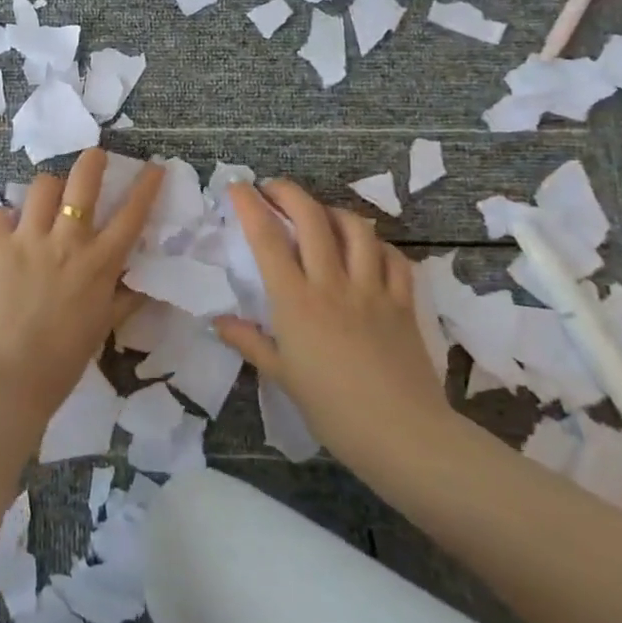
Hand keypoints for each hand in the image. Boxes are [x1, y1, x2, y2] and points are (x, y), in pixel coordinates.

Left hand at [0, 149, 163, 433]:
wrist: (6, 379)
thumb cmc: (61, 362)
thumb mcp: (102, 329)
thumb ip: (123, 300)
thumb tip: (144, 285)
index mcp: (99, 264)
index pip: (131, 214)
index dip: (146, 186)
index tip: (154, 166)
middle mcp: (67, 242)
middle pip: (83, 181)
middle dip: (93, 161)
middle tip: (95, 156)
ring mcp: (28, 239)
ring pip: (42, 187)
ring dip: (48, 189)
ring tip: (46, 201)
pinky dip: (5, 219)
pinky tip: (7, 232)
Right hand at [215, 180, 457, 471]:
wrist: (402, 435)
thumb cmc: (332, 409)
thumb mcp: (282, 376)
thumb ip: (250, 342)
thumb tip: (218, 322)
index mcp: (296, 301)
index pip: (267, 238)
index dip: (249, 205)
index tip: (237, 186)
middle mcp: (332, 283)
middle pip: (311, 218)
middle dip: (289, 192)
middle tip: (274, 190)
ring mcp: (373, 289)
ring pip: (356, 228)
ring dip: (334, 212)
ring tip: (321, 216)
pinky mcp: (403, 302)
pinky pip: (394, 257)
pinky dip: (378, 245)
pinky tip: (368, 250)